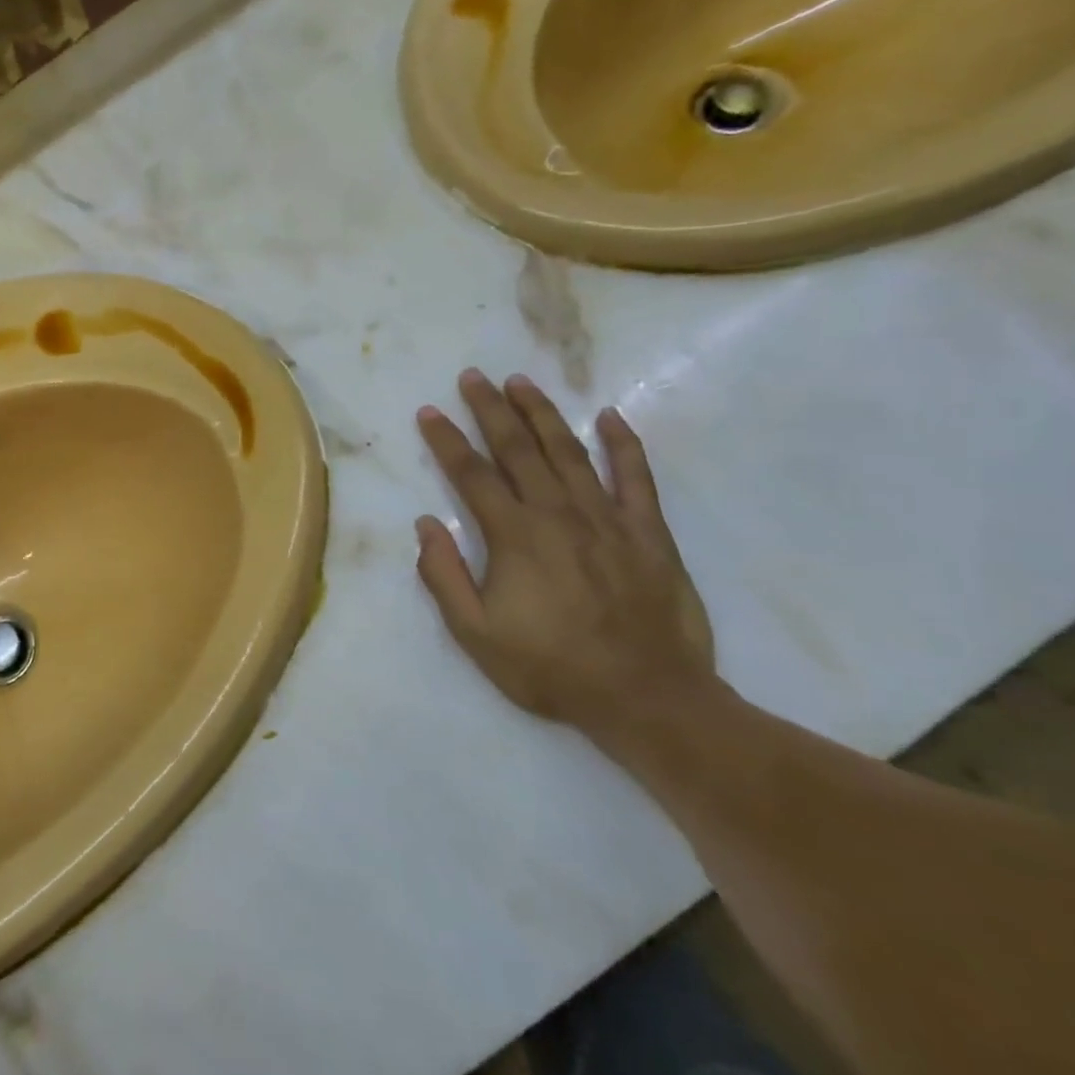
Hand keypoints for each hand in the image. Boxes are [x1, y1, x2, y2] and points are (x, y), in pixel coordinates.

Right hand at [414, 370, 717, 734]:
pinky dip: (624, 445)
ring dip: (543, 413)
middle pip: (519, 449)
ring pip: (570, 452)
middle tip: (474, 376)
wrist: (648, 698)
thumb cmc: (551, 668)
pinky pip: (636, 478)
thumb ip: (445, 577)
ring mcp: (607, 519)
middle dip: (491, 409)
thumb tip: (426, 525)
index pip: (472, 475)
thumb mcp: (476, 635)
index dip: (447, 440)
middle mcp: (558, 514)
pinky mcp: (648, 533)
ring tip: (521, 382)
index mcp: (515, 536)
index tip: (430, 411)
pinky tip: (609, 416)